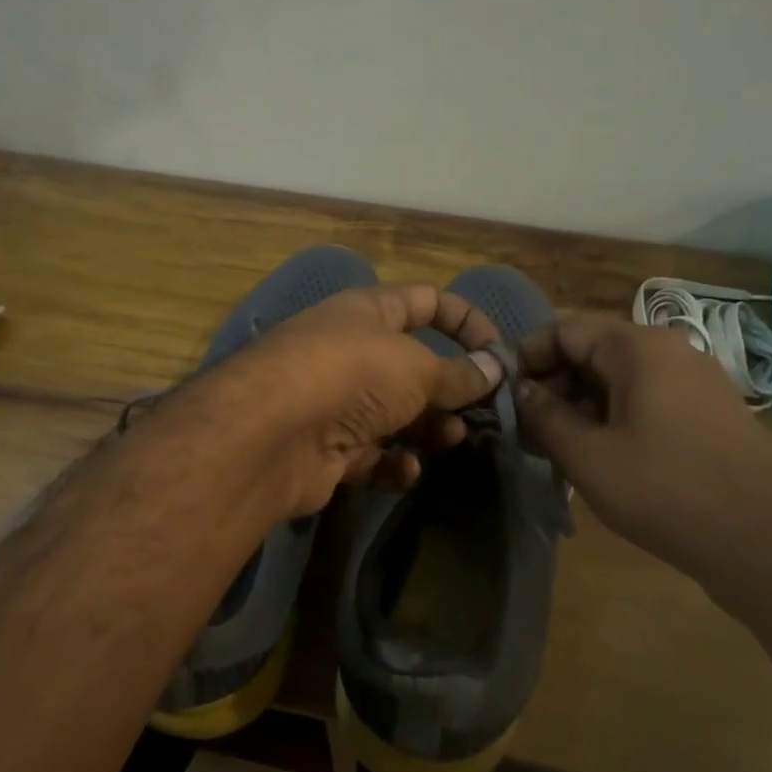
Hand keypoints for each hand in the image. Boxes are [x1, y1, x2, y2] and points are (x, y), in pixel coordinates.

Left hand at [184, 284, 505, 515]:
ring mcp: (335, 401)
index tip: (497, 352)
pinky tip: (406, 471)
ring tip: (449, 439)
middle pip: (411, 366)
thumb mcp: (417, 367)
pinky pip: (370, 454)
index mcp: (368, 313)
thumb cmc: (352, 374)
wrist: (274, 433)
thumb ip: (459, 372)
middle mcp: (349, 352)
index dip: (465, 320)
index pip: (425, 301)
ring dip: (427, 428)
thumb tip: (496, 367)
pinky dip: (392, 463)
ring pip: (394, 413)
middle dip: (448, 388)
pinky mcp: (326, 448)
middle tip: (479, 411)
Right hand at [517, 313, 771, 580]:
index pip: (565, 328)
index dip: (528, 356)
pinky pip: (647, 398)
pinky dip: (613, 415)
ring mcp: (695, 380)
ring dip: (580, 403)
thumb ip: (544, 416)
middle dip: (553, 383)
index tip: (506, 395)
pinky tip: (600, 455)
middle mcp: (670, 350)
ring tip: (557, 447)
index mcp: (639, 348)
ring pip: (619, 376)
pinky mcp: (709, 411)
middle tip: (527, 428)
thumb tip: (521, 391)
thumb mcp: (587, 456)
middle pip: (593, 349)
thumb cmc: (665, 491)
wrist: (766, 542)